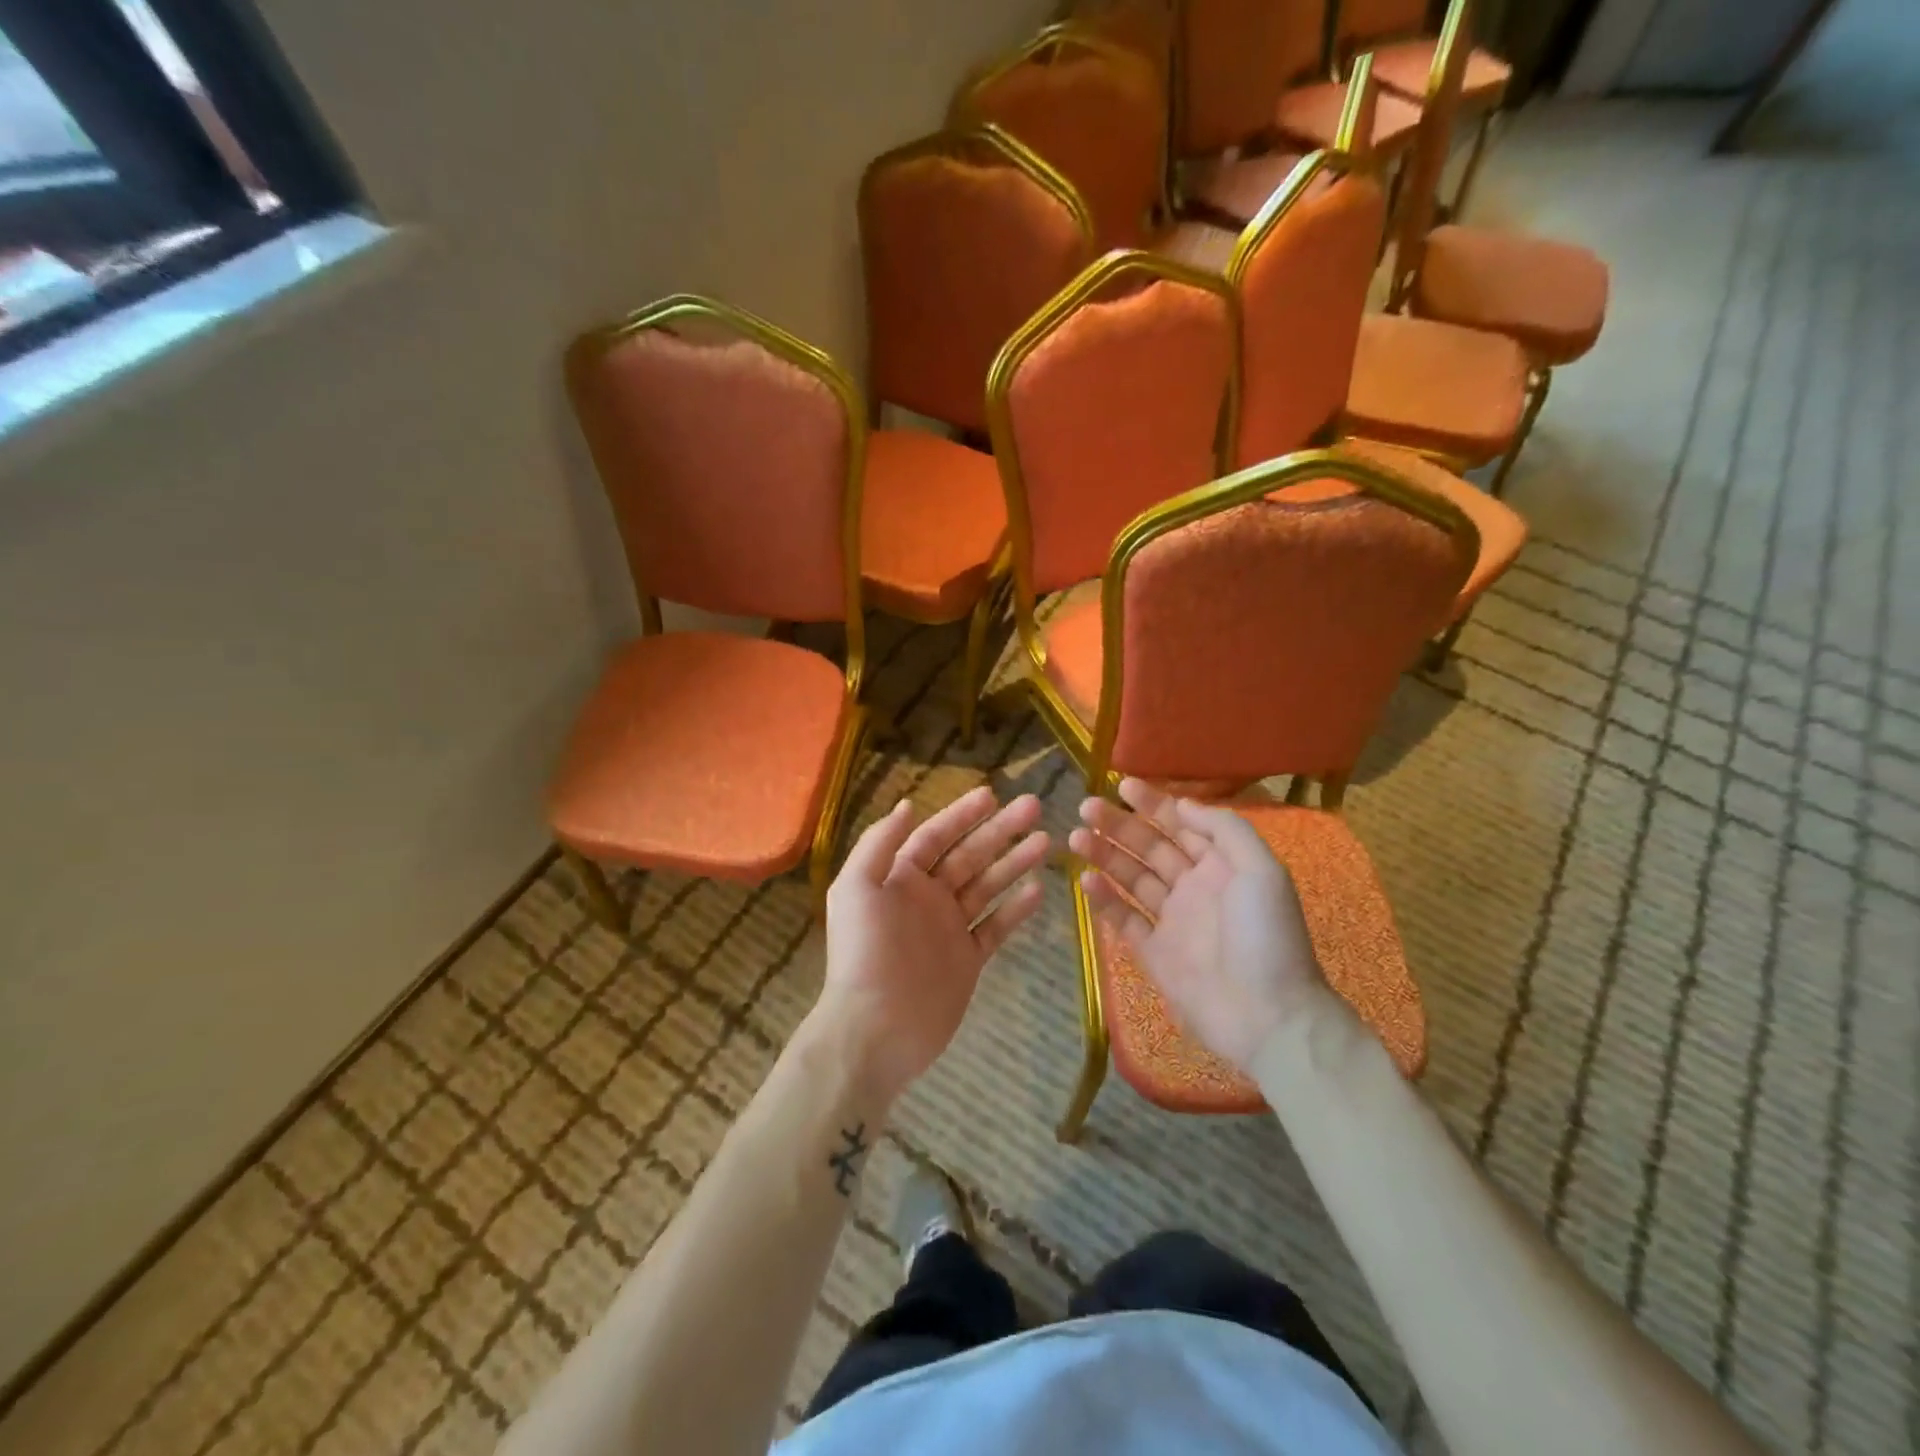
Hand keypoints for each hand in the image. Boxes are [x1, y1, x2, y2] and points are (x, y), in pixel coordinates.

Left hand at [813, 786, 1049, 1103]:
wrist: (875, 1029)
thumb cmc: (864, 953)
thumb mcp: (856, 888)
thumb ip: (879, 844)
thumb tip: (906, 805)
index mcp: (900, 878)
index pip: (936, 836)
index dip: (962, 814)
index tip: (992, 794)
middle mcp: (927, 898)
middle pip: (970, 855)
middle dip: (1000, 831)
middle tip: (1034, 806)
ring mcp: (950, 929)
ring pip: (988, 886)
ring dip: (1014, 862)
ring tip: (1046, 841)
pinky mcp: (967, 960)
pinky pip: (996, 927)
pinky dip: (1016, 909)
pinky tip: (1038, 889)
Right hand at [1068, 779, 1332, 1070]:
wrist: (1269, 1017)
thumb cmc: (1267, 937)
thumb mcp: (1262, 871)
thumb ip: (1225, 830)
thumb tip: (1182, 804)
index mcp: (1222, 866)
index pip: (1181, 825)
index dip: (1153, 804)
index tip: (1121, 786)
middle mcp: (1194, 887)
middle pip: (1150, 848)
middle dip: (1119, 825)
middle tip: (1086, 807)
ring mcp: (1172, 921)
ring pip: (1132, 878)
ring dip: (1105, 855)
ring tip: (1075, 837)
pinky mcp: (1154, 953)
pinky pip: (1124, 919)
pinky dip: (1104, 899)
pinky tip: (1085, 880)